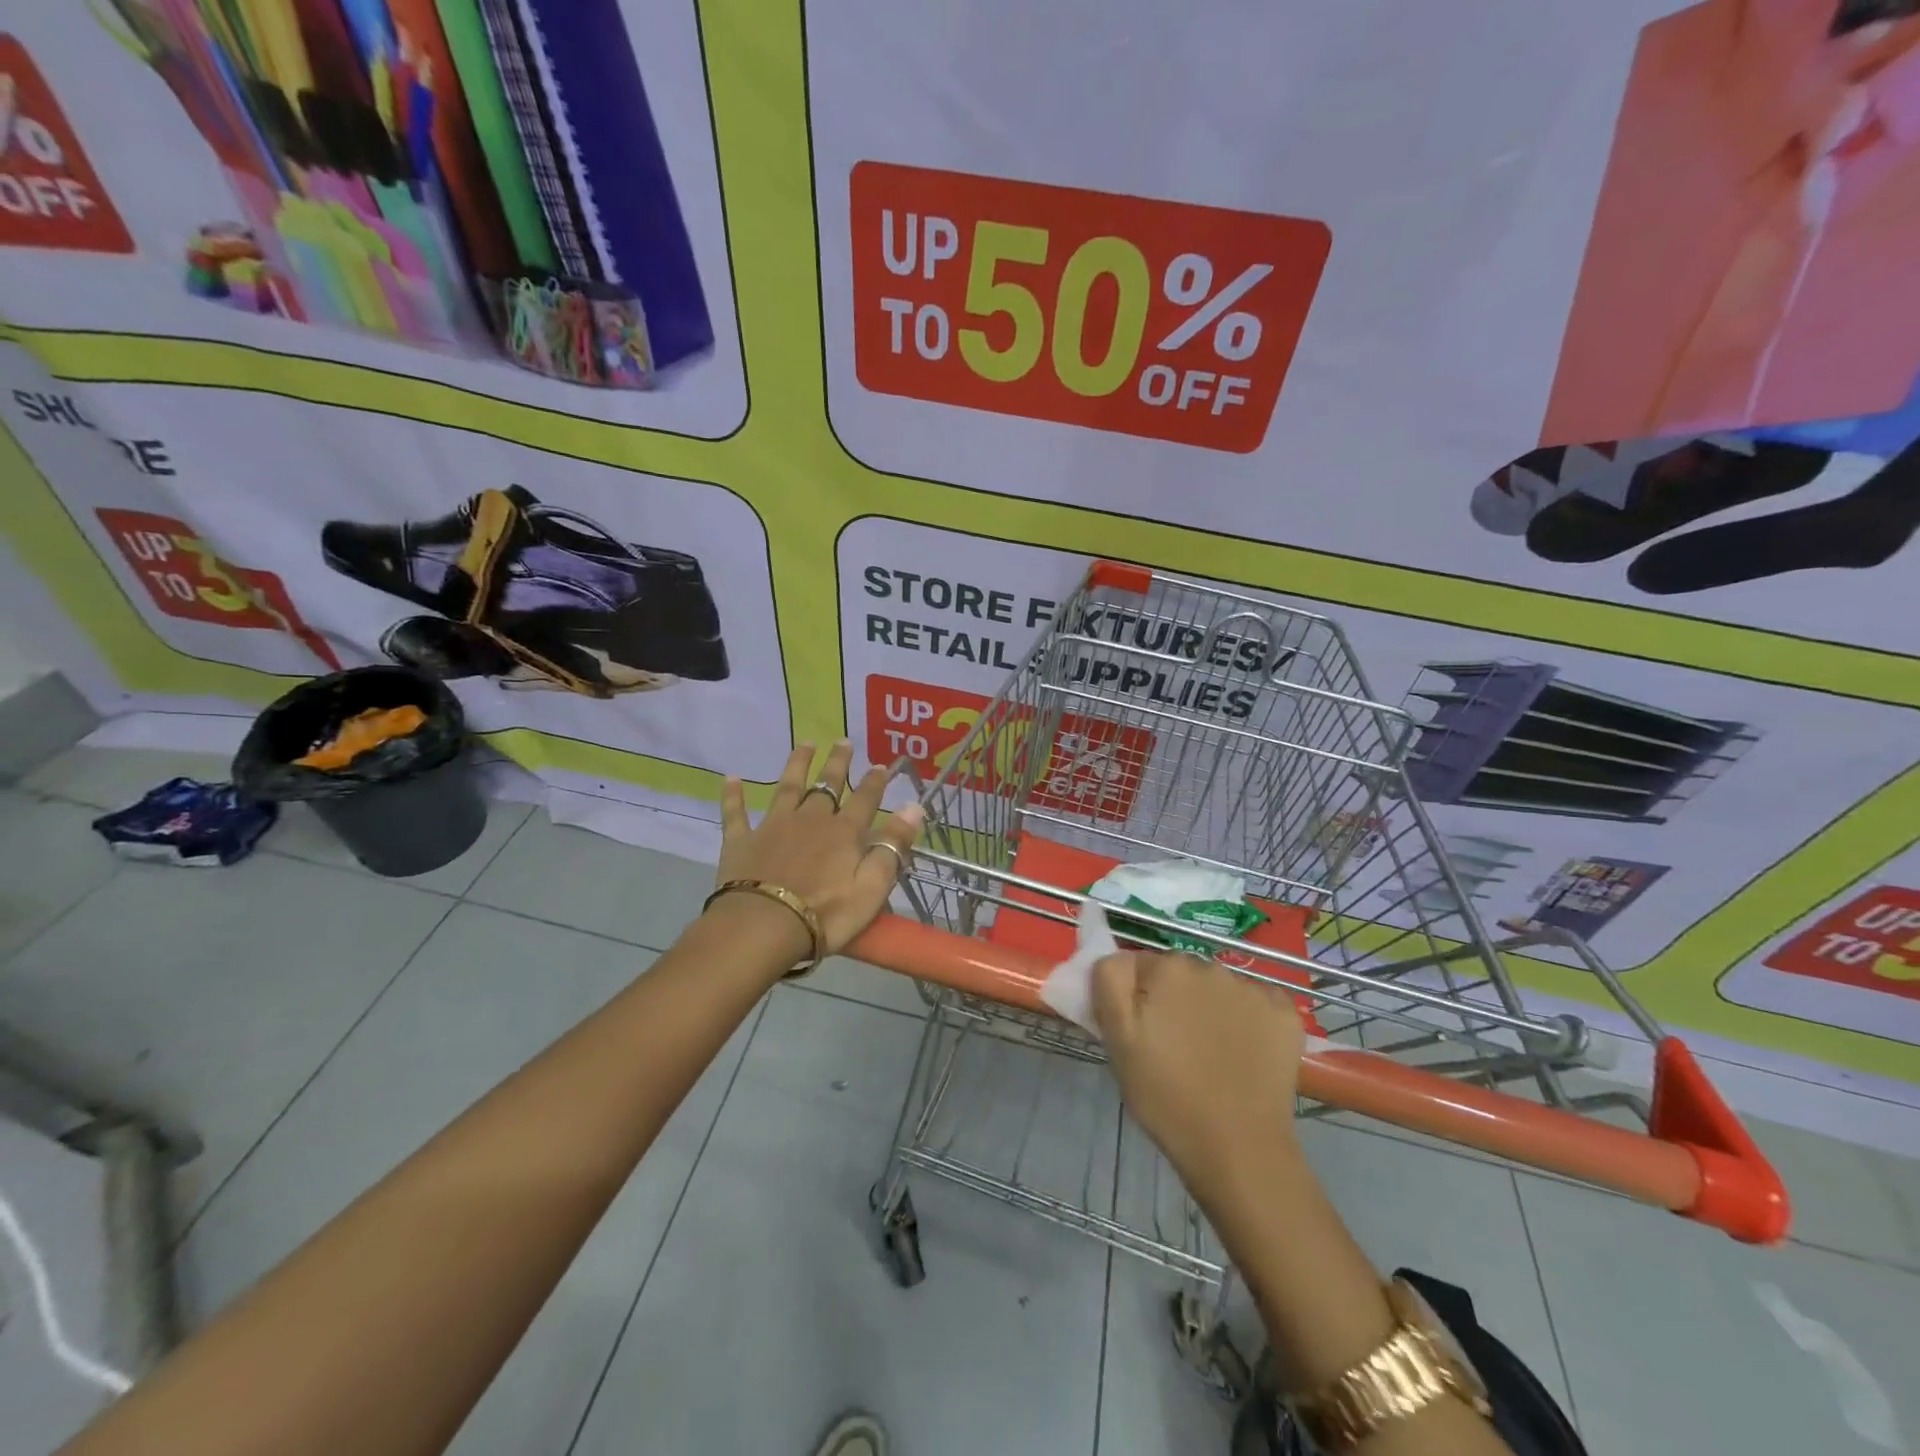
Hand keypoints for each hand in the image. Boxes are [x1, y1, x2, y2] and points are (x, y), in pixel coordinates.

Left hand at [716, 741, 923, 956]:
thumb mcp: (872, 886)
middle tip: (843, 741)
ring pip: (787, 788)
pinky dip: (733, 796)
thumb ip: (893, 846)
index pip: (865, 801)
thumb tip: (914, 806)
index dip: (875, 783)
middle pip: (827, 786)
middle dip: (837, 764)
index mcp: (844, 833)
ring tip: (804, 744)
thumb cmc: (826, 914)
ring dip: (797, 765)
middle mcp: (810, 820)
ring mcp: (773, 827)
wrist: (763, 926)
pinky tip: (731, 778)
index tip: (881, 764)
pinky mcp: (742, 842)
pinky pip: (736, 814)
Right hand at [1092, 951, 1305, 1200]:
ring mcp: (1253, 988)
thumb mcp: (1117, 1039)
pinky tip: (1243, 1052)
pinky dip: (1247, 1020)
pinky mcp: (1284, 1013)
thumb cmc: (1166, 1095)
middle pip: (1180, 974)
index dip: (1136, 998)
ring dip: (1209, 1008)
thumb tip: (1117, 956)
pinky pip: (1255, 1003)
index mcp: (1167, 968)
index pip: (1139, 967)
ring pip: (1217, 988)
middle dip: (1173, 999)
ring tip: (1209, 1054)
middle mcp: (1211, 966)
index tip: (1141, 1032)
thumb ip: (1109, 981)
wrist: (1238, 1148)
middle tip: (1171, 1046)